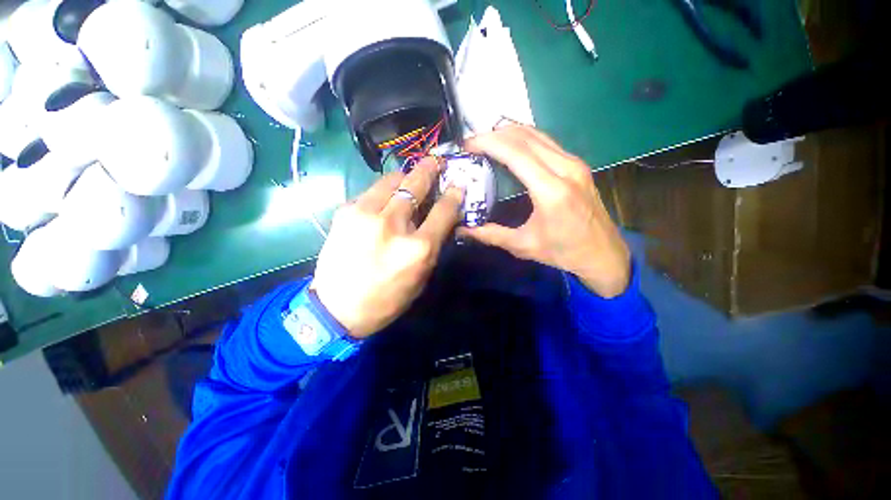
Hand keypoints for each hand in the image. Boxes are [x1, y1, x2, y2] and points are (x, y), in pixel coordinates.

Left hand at [311, 158, 464, 338]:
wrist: (337, 308)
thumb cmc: (387, 298)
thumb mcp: (421, 277)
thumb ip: (433, 244)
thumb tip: (440, 218)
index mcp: (417, 248)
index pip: (443, 210)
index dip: (454, 195)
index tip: (458, 186)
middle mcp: (393, 224)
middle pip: (416, 184)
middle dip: (430, 169)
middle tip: (437, 161)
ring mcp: (365, 214)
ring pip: (391, 179)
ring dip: (406, 176)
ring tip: (411, 177)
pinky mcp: (346, 211)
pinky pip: (372, 191)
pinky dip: (384, 191)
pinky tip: (386, 199)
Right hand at [458, 126, 630, 297]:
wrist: (603, 254)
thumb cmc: (563, 252)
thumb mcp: (523, 245)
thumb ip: (490, 235)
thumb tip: (462, 230)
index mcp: (551, 190)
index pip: (515, 153)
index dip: (488, 143)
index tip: (468, 144)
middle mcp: (566, 168)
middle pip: (525, 136)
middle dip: (495, 134)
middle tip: (473, 143)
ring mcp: (574, 163)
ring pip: (537, 134)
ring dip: (509, 133)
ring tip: (487, 141)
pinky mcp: (577, 165)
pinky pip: (546, 142)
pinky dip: (524, 139)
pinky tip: (511, 146)